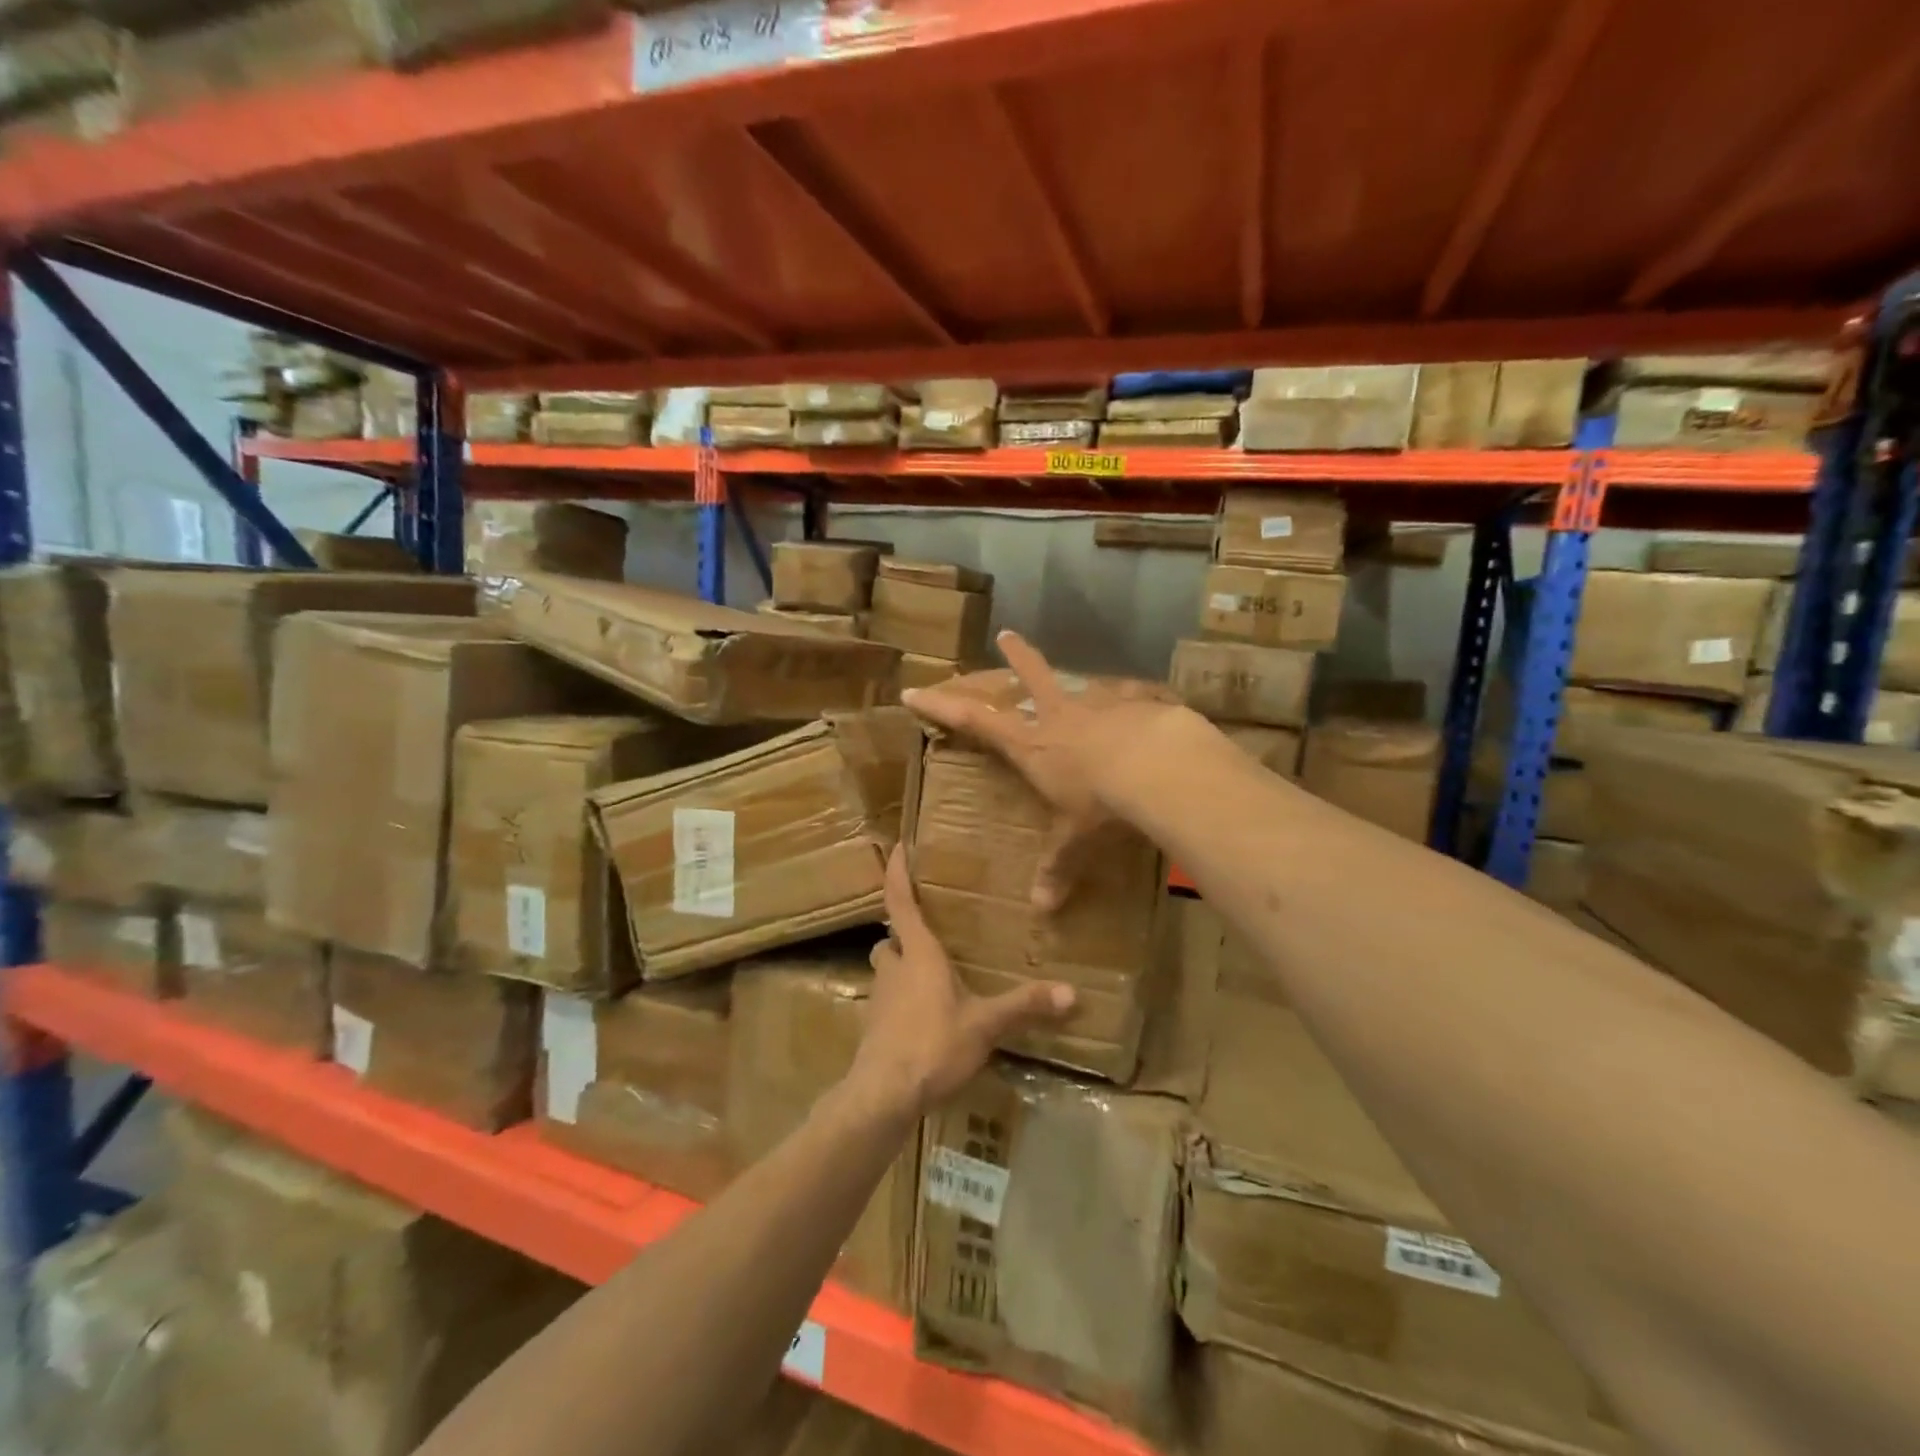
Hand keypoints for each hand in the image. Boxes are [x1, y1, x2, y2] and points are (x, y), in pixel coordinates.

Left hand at [849, 847, 1074, 1118]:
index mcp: (918, 953)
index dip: (897, 872)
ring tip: (931, 974)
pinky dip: (902, 1000)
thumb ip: (1025, 1006)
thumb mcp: (985, 1025)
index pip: (900, 901)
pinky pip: (888, 1001)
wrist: (883, 1095)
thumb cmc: (932, 1044)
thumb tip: (1073, 993)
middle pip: (891, 938)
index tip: (898, 846)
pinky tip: (925, 1017)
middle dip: (904, 932)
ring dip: (902, 966)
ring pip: (887, 970)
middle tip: (929, 929)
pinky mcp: (874, 1028)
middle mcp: (894, 968)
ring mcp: (879, 999)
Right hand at [902, 630, 1187, 910]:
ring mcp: (1098, 704)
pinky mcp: (1135, 702)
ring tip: (1080, 678)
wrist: (1158, 767)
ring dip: (1073, 678)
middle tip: (1007, 635)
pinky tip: (1143, 704)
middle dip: (1017, 657)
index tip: (914, 690)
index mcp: (1032, 746)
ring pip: (1078, 683)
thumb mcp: (1076, 839)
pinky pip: (1127, 698)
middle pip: (1030, 678)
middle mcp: (1059, 717)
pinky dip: (1129, 701)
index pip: (975, 722)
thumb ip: (1059, 867)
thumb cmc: (1101, 803)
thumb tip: (1042, 910)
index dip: (942, 707)